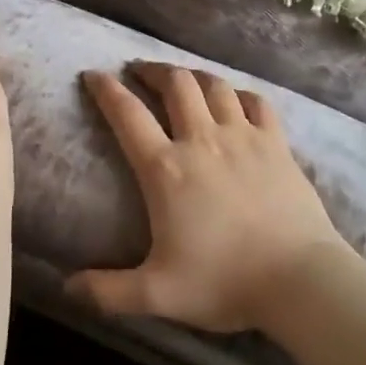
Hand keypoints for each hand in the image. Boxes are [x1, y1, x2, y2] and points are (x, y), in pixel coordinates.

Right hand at [73, 62, 351, 333]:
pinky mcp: (277, 144)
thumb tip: (65, 288)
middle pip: (175, 84)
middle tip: (139, 71)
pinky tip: (235, 99)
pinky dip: (240, 94)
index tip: (94, 74)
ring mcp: (244, 137)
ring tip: (182, 79)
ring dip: (193, 75)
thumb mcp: (157, 294)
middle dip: (152, 70)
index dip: (106, 90)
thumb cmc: (224, 282)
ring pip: (214, 85)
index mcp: (166, 169)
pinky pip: (257, 102)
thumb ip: (107, 291)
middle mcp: (202, 140)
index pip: (127, 115)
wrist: (299, 280)